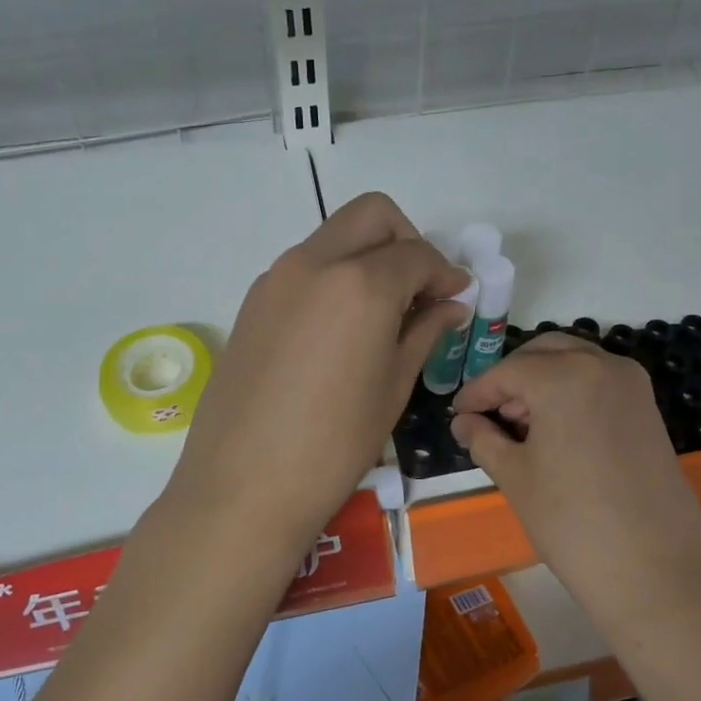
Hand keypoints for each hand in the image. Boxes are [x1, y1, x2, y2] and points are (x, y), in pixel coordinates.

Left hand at [166, 193, 467, 564]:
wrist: (243, 485)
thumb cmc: (334, 443)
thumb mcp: (393, 386)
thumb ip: (424, 331)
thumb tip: (450, 305)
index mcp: (361, 283)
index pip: (417, 254)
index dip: (445, 273)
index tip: (457, 297)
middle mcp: (315, 262)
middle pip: (372, 215)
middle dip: (407, 240)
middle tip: (420, 289)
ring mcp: (276, 278)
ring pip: (334, 237)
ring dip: (368, 256)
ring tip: (383, 312)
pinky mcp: (253, 301)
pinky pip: (305, 267)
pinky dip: (334, 277)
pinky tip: (341, 329)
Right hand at [450, 334, 700, 587]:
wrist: (653, 569)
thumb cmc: (571, 521)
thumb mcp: (515, 476)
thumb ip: (483, 438)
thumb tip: (463, 422)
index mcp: (564, 376)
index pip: (507, 371)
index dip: (477, 392)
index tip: (458, 414)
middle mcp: (602, 365)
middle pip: (544, 353)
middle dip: (512, 377)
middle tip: (489, 413)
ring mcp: (632, 385)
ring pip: (575, 362)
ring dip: (543, 380)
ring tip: (520, 424)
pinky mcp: (648, 408)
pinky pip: (600, 381)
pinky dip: (572, 390)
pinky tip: (556, 430)